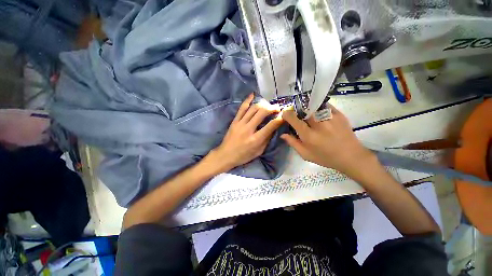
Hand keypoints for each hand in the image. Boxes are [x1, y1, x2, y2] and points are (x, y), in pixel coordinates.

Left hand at [209, 93, 283, 171]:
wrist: (225, 155)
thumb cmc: (243, 156)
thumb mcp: (258, 151)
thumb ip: (266, 140)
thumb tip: (273, 128)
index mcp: (255, 139)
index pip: (270, 126)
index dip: (279, 119)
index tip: (284, 115)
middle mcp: (248, 129)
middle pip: (262, 113)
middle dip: (272, 108)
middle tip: (277, 108)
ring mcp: (240, 123)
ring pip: (253, 109)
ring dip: (263, 104)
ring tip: (268, 105)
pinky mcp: (234, 121)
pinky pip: (241, 108)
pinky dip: (247, 100)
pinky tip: (253, 95)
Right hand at [280, 105, 375, 175]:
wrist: (351, 157)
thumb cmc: (325, 158)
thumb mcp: (305, 154)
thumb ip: (293, 143)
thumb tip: (283, 134)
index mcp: (308, 135)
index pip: (293, 118)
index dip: (287, 114)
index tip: (285, 115)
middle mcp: (318, 124)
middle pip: (303, 109)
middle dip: (297, 110)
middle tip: (297, 114)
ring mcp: (330, 118)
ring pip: (314, 106)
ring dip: (307, 108)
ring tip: (308, 114)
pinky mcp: (339, 114)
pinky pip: (325, 105)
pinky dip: (319, 107)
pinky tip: (319, 113)